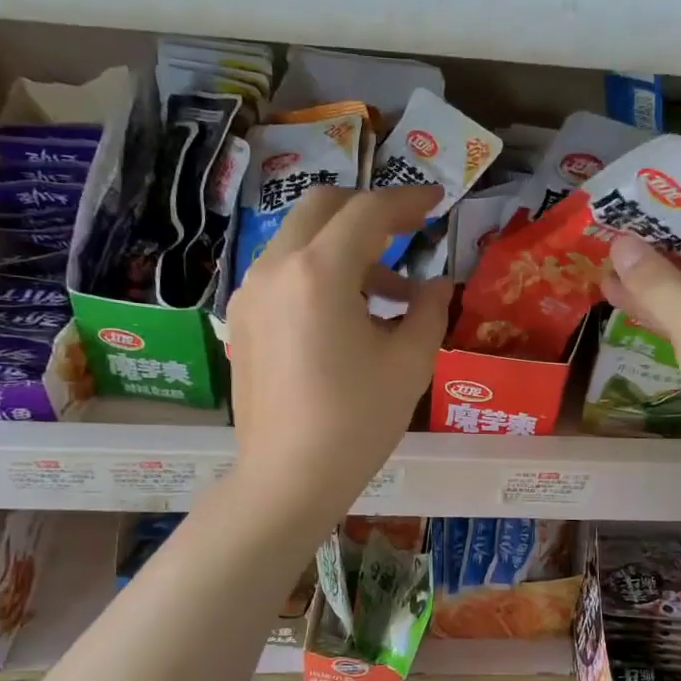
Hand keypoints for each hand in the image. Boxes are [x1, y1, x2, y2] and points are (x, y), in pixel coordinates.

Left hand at [229, 185, 450, 528]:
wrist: (288, 479)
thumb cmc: (356, 422)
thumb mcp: (409, 363)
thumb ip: (428, 310)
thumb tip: (436, 285)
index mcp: (319, 272)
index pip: (368, 212)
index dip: (407, 201)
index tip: (437, 203)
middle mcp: (276, 268)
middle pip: (323, 208)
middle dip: (368, 210)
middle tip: (407, 233)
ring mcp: (251, 293)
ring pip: (300, 239)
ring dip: (345, 247)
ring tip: (389, 294)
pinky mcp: (243, 320)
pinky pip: (284, 273)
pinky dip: (319, 273)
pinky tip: (349, 316)